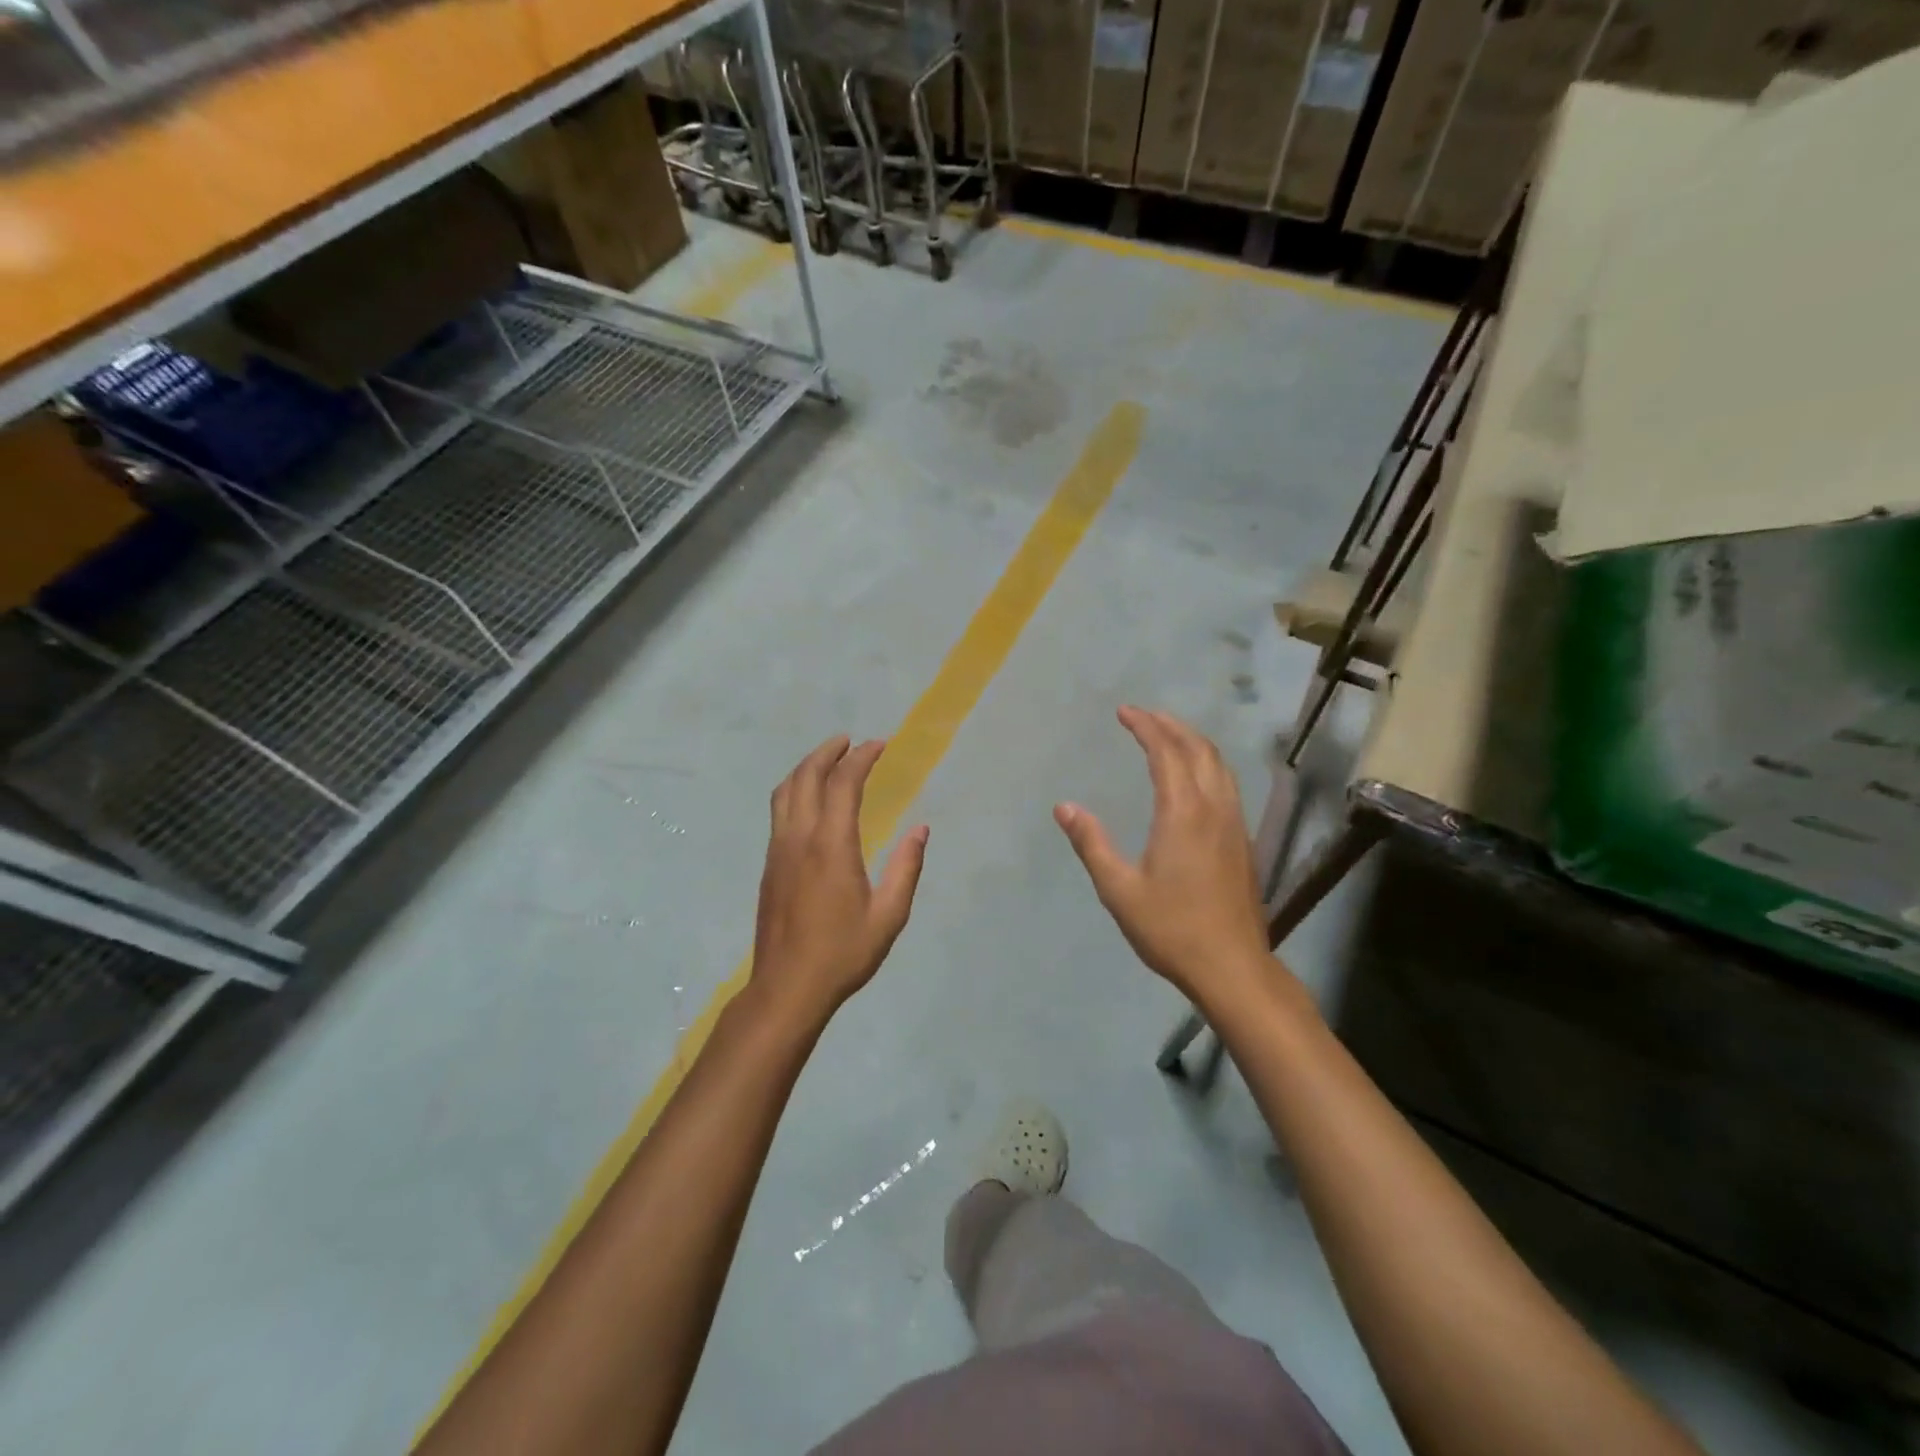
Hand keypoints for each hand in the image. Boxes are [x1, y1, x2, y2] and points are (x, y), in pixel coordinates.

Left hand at [751, 735, 928, 1023]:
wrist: (786, 988)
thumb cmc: (842, 954)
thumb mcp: (888, 916)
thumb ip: (906, 868)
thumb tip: (921, 829)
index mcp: (831, 846)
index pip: (844, 784)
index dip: (862, 758)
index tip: (880, 745)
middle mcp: (799, 838)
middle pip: (807, 777)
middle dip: (828, 752)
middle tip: (851, 741)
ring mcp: (779, 850)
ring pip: (785, 791)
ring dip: (806, 767)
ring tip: (828, 759)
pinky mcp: (770, 864)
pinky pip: (779, 811)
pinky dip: (795, 789)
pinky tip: (809, 798)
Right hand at [1055, 707, 1271, 1006]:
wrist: (1232, 966)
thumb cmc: (1171, 928)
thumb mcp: (1119, 889)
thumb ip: (1092, 843)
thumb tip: (1064, 807)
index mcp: (1183, 813)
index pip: (1166, 753)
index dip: (1145, 727)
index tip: (1124, 712)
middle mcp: (1214, 808)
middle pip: (1199, 749)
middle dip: (1171, 725)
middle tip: (1144, 716)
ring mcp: (1234, 823)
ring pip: (1219, 765)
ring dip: (1193, 741)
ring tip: (1169, 735)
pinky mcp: (1243, 840)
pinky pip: (1227, 784)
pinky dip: (1207, 763)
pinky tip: (1195, 777)